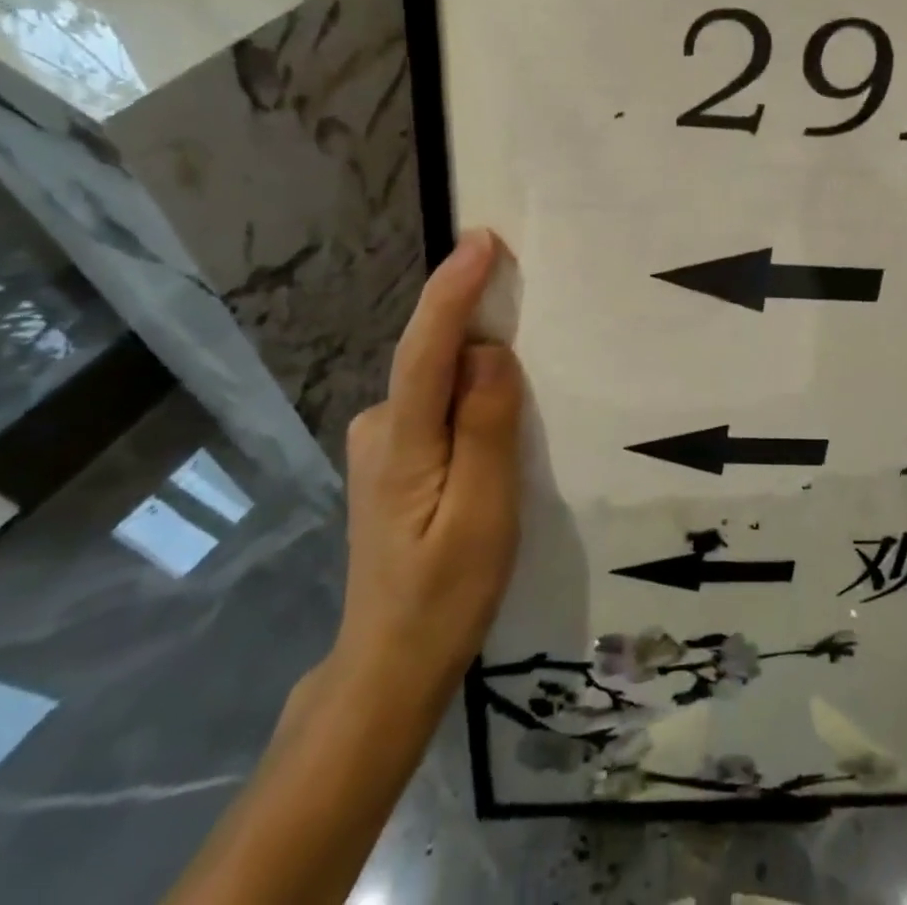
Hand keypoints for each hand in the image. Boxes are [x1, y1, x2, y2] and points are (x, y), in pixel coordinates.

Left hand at [329, 229, 522, 700]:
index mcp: (401, 442)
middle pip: (432, 355)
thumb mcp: (484, 516)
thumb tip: (488, 352)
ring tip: (526, 362)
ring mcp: (380, 443)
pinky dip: (467, 392)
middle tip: (526, 288)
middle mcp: (380, 427)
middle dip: (475, 316)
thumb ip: (486, 428)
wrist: (389, 666)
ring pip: (436, 381)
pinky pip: (436, 403)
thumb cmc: (445, 596)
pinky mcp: (393, 458)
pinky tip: (496, 414)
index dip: (453, 289)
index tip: (483, 240)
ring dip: (476, 360)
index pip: (426, 349)